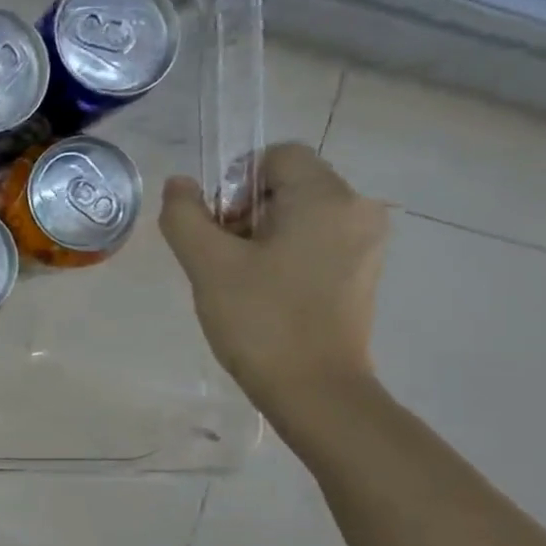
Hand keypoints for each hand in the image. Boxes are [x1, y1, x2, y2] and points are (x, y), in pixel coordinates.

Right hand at [159, 143, 389, 420]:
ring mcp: (366, 242)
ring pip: (300, 214)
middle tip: (222, 258)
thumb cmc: (260, 319)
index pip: (277, 155)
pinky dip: (285, 253)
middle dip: (246, 211)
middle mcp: (357, 209)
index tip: (219, 228)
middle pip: (288, 183)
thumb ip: (185, 216)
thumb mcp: (208, 265)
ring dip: (262, 234)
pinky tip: (266, 292)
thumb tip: (179, 184)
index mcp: (326, 198)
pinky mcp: (362, 271)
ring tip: (241, 279)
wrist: (314, 389)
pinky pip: (316, 240)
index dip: (236, 183)